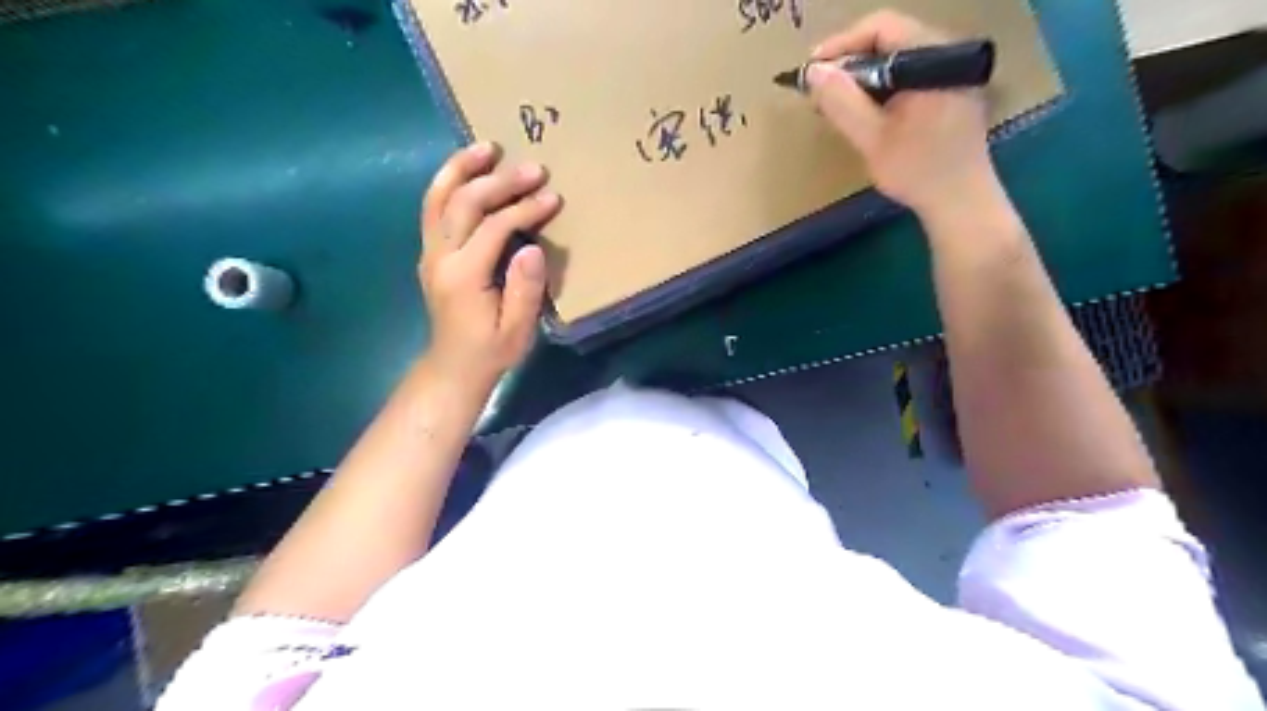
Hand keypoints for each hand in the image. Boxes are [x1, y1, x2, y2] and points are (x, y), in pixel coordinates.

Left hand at [420, 143, 558, 390]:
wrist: (453, 367)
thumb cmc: (490, 351)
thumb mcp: (517, 330)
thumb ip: (525, 290)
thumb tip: (531, 248)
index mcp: (464, 276)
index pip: (494, 228)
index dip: (525, 209)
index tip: (552, 197)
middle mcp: (440, 257)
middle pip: (464, 203)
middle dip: (500, 181)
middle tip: (533, 167)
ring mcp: (430, 252)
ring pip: (437, 198)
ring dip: (461, 169)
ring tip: (487, 147)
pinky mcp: (430, 252)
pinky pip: (433, 208)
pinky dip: (448, 183)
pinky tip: (467, 170)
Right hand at [812, 8, 998, 220]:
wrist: (962, 203)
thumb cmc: (918, 171)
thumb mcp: (872, 138)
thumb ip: (842, 102)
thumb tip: (813, 71)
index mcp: (934, 58)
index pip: (881, 27)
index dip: (841, 44)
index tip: (812, 71)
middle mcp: (948, 55)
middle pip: (890, 40)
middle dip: (849, 63)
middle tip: (819, 90)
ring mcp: (953, 73)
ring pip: (897, 60)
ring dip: (863, 78)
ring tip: (835, 103)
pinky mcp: (951, 93)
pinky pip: (909, 76)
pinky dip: (881, 89)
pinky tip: (863, 112)